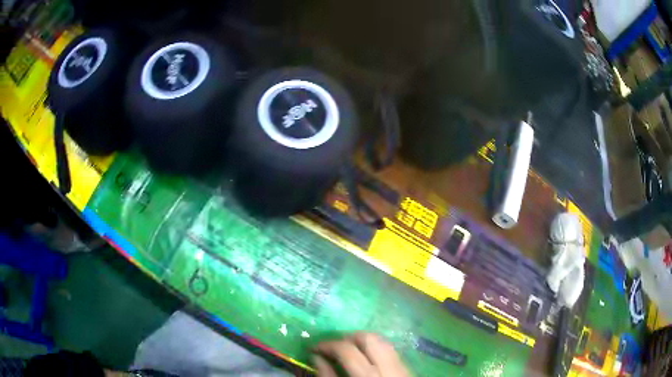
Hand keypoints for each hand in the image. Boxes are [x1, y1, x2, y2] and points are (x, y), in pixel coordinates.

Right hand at [313, 332, 409, 376]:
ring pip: (382, 341)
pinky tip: (365, 359)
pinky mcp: (407, 369)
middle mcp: (388, 368)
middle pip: (369, 338)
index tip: (313, 348)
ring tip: (346, 351)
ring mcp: (401, 367)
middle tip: (331, 347)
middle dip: (347, 338)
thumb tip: (316, 357)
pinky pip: (391, 351)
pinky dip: (375, 349)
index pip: (347, 350)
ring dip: (362, 342)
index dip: (327, 345)